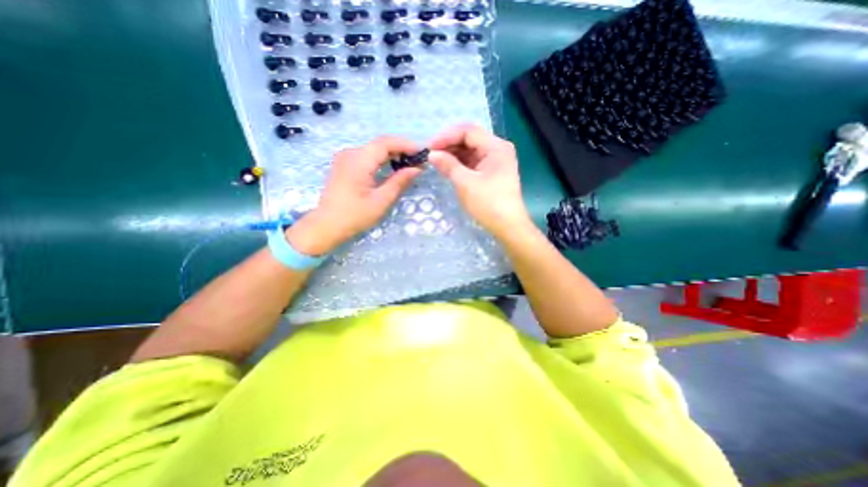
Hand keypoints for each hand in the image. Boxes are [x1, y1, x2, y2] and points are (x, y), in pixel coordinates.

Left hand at [286, 132, 420, 254]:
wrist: (327, 226)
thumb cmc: (355, 216)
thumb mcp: (381, 200)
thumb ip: (399, 181)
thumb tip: (417, 169)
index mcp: (359, 160)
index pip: (386, 143)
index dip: (406, 144)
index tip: (423, 152)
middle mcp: (350, 153)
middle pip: (380, 144)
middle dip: (401, 149)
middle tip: (419, 161)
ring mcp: (345, 158)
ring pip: (374, 150)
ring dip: (392, 154)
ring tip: (409, 164)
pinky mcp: (344, 165)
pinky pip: (367, 156)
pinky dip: (382, 160)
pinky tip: (392, 168)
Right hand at [426, 124, 528, 235]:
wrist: (507, 226)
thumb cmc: (488, 203)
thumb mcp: (465, 183)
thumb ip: (448, 165)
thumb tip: (431, 154)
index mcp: (496, 147)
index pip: (468, 131)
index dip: (447, 136)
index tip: (429, 147)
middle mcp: (498, 149)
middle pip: (470, 138)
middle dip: (449, 144)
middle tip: (431, 154)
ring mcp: (495, 160)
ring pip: (470, 150)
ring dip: (453, 154)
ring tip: (436, 161)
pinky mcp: (492, 172)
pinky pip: (473, 161)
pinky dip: (460, 163)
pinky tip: (448, 167)